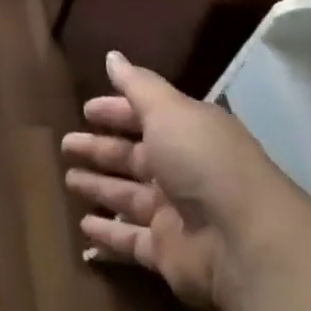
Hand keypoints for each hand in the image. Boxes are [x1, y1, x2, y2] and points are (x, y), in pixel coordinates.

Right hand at [61, 50, 293, 310]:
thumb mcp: (169, 110)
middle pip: (132, 157)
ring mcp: (175, 214)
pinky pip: (130, 240)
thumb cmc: (204, 161)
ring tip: (68, 180)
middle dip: (99, 150)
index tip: (86, 110)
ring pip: (127, 196)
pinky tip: (83, 231)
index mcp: (186, 133)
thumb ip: (137, 85)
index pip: (144, 116)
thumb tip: (112, 56)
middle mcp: (181, 171)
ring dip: (99, 188)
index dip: (115, 112)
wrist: (245, 243)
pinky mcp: (167, 253)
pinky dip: (108, 235)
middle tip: (65, 144)